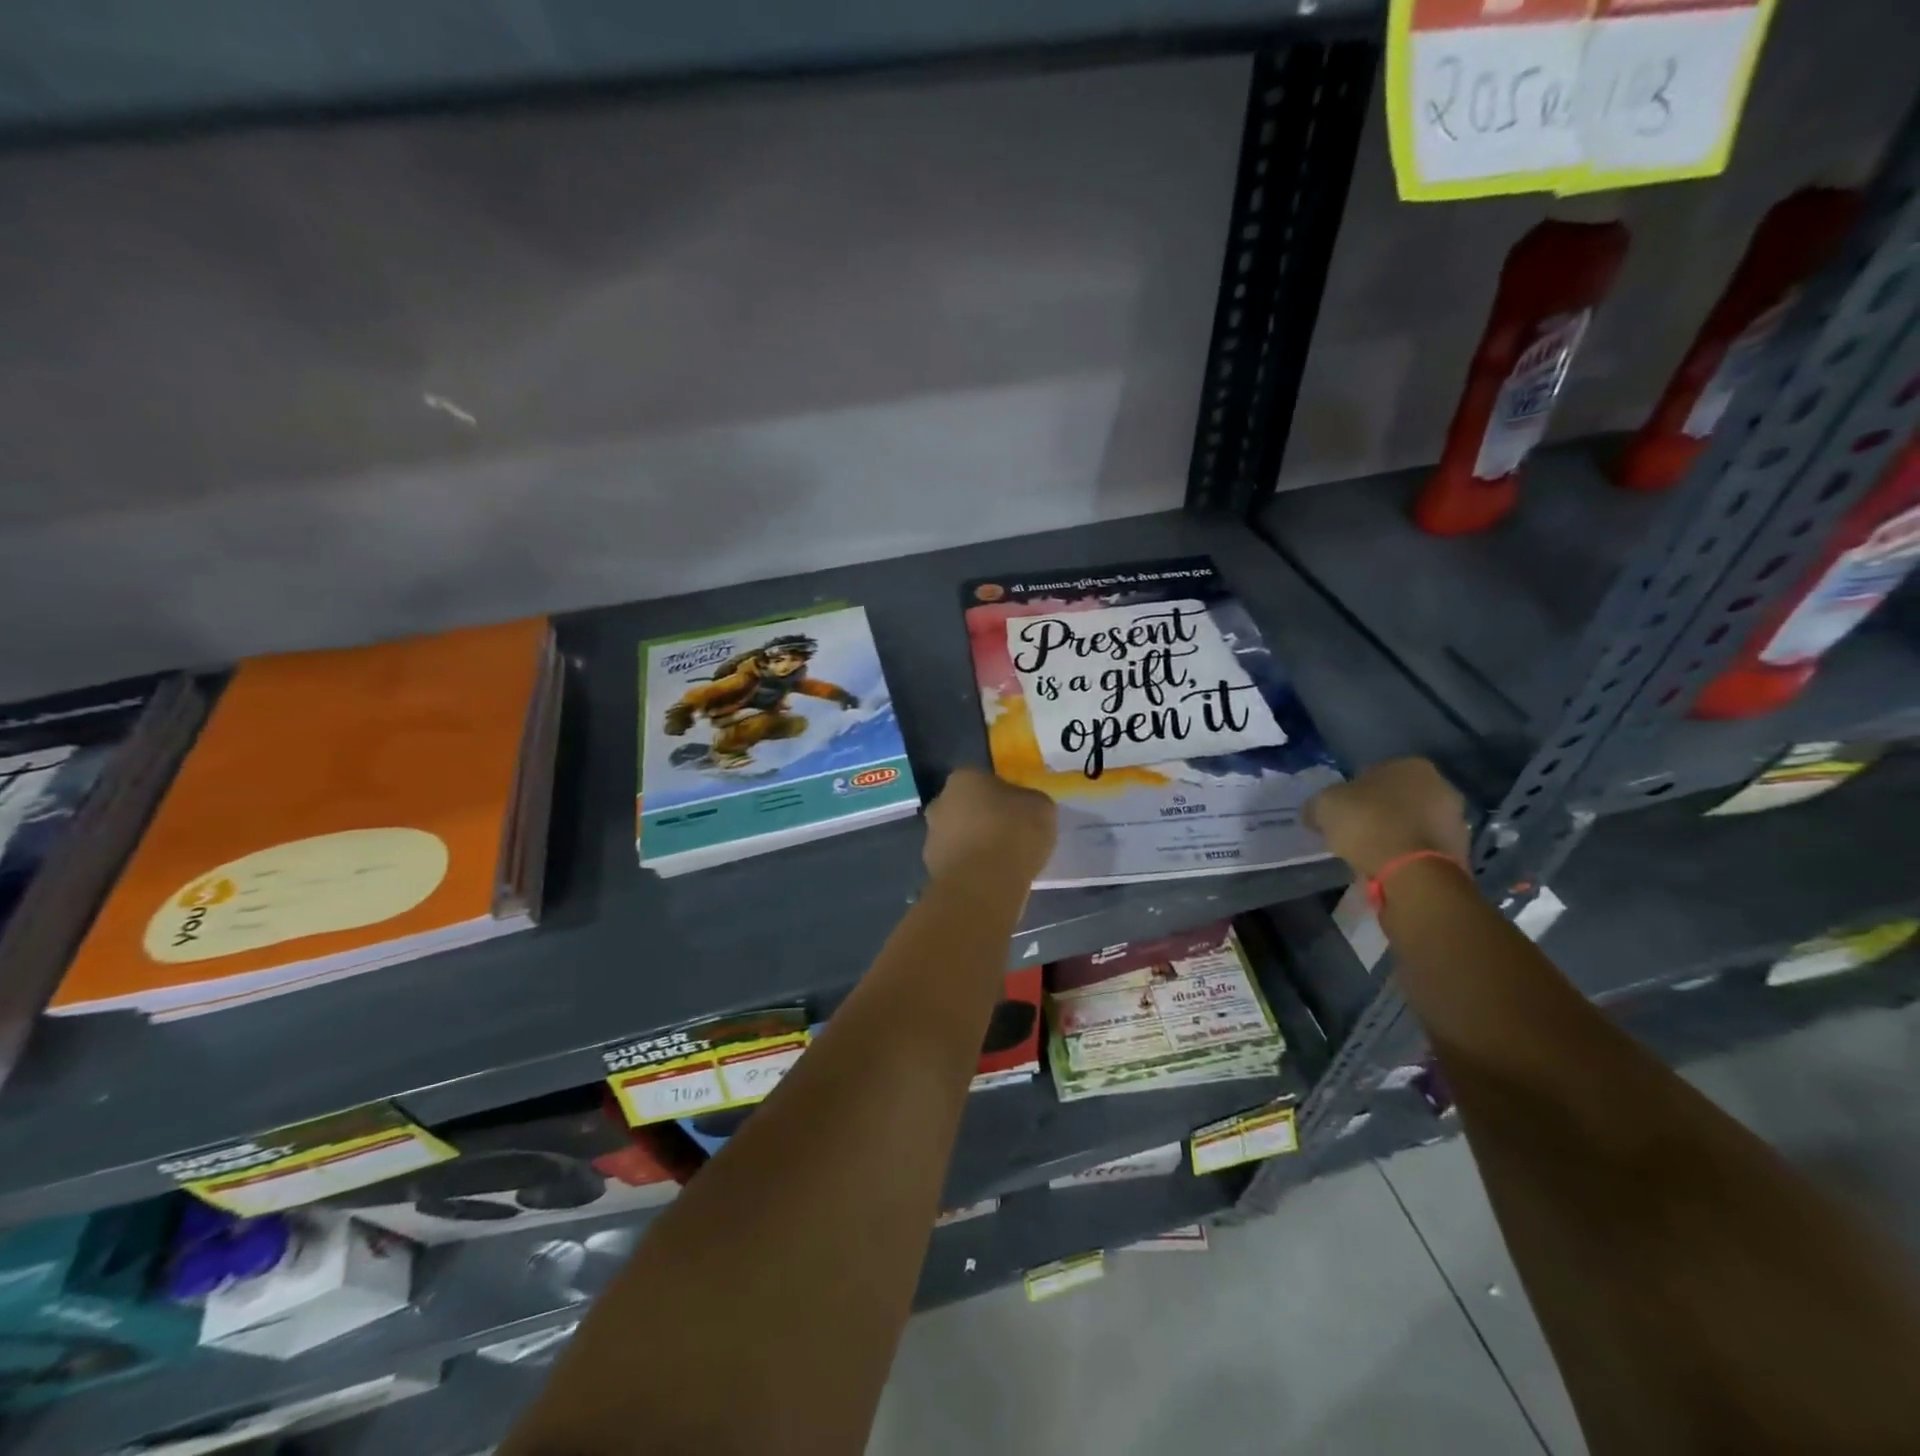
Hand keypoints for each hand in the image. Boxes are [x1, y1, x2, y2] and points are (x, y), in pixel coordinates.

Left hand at [923, 767, 1056, 887]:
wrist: (983, 884)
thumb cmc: (1013, 833)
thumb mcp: (1041, 807)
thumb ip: (1030, 801)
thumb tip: (1024, 805)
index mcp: (963, 779)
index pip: (983, 780)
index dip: (1003, 796)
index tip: (1019, 812)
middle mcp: (941, 802)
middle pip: (966, 807)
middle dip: (983, 819)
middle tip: (1010, 836)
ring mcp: (932, 836)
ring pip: (959, 836)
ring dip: (975, 845)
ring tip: (1002, 862)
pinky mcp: (932, 867)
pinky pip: (958, 863)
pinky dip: (971, 868)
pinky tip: (991, 879)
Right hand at [1305, 757, 1469, 879]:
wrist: (1414, 873)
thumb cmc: (1369, 825)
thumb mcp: (1324, 806)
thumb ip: (1317, 805)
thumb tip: (1312, 813)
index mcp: (1411, 765)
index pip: (1374, 772)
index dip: (1353, 792)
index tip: (1339, 812)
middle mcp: (1441, 785)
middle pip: (1398, 797)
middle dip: (1379, 811)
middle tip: (1353, 831)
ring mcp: (1456, 819)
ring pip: (1413, 823)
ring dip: (1395, 834)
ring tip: (1369, 854)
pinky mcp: (1460, 852)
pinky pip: (1422, 848)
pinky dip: (1406, 854)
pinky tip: (1387, 867)